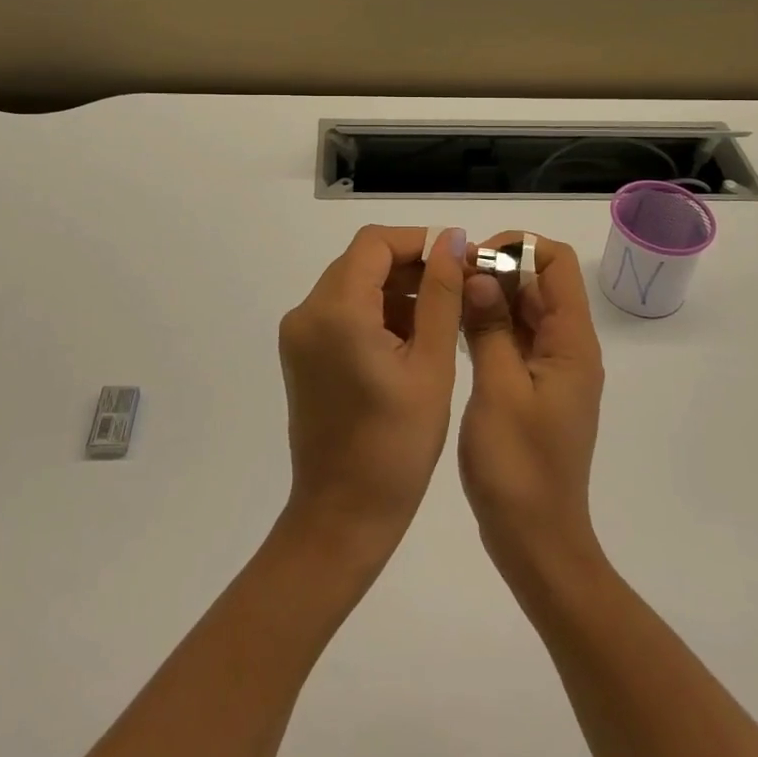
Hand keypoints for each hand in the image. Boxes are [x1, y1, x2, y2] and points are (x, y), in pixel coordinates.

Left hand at [277, 225, 468, 566]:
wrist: (342, 516)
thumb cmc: (396, 446)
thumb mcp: (431, 364)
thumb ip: (441, 294)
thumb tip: (451, 240)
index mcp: (336, 311)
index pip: (375, 243)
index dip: (418, 241)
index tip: (458, 260)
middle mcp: (307, 312)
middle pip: (361, 261)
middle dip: (410, 266)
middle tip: (457, 289)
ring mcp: (299, 334)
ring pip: (352, 285)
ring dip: (395, 290)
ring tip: (441, 318)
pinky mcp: (301, 354)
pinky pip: (341, 312)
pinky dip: (375, 313)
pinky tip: (411, 340)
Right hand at [458, 234, 606, 586]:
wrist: (536, 542)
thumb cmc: (518, 467)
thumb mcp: (498, 389)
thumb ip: (491, 327)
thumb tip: (480, 275)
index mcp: (571, 343)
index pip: (558, 263)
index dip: (518, 247)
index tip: (473, 258)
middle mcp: (568, 348)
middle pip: (539, 283)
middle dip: (496, 269)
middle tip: (446, 278)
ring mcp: (551, 370)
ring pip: (523, 311)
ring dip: (489, 297)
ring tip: (443, 298)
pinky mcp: (533, 389)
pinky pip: (514, 339)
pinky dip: (488, 326)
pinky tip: (451, 329)